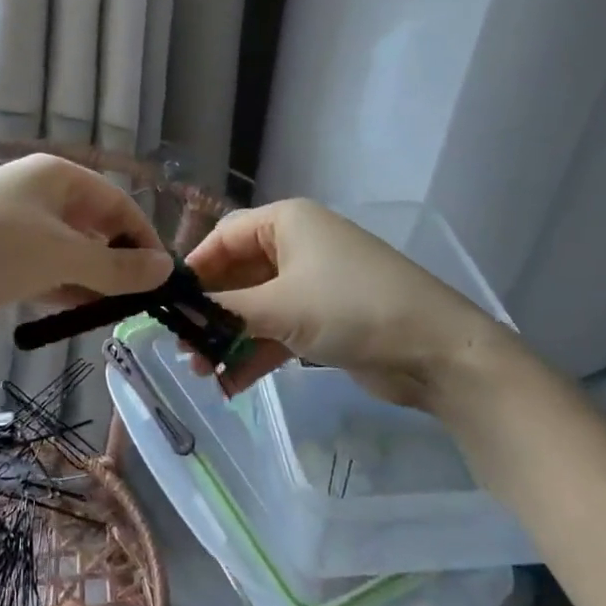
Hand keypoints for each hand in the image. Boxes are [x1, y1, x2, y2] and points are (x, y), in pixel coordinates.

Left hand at [0, 153, 171, 344]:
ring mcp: (17, 228)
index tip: (163, 275)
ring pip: (71, 251)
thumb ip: (117, 265)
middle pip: (94, 224)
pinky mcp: (1, 261)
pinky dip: (68, 289)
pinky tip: (87, 312)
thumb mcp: (62, 254)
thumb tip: (167, 268)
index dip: (142, 235)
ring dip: (95, 278)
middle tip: (144, 299)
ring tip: (122, 311)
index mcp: (55, 175)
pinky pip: (47, 272)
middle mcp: (39, 194)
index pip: (116, 200)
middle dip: (119, 259)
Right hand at [185, 199, 526, 410]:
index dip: (195, 267)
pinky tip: (231, 383)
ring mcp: (313, 283)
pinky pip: (278, 330)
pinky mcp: (325, 318)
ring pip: (257, 306)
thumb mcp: (280, 306)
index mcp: (287, 222)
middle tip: (183, 345)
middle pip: (238, 274)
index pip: (224, 236)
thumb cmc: (350, 307)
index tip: (170, 302)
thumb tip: (178, 312)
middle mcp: (298, 245)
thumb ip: (224, 309)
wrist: (436, 350)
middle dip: (211, 311)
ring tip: (202, 371)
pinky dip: (256, 352)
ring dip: (229, 337)